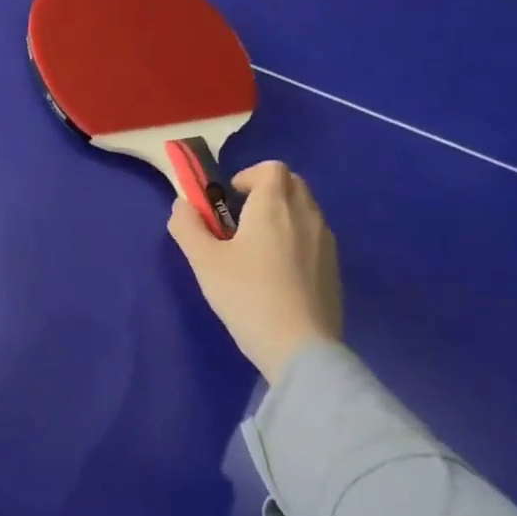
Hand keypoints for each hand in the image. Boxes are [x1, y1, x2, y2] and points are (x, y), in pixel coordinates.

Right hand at [167, 160, 343, 382]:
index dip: (248, 176)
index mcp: (273, 207)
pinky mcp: (334, 269)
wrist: (299, 347)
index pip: (271, 168)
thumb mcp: (203, 261)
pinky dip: (296, 239)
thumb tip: (182, 205)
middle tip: (239, 220)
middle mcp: (306, 216)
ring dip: (282, 215)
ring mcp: (326, 243)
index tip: (229, 199)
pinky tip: (277, 273)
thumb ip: (188, 227)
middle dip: (266, 191)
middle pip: (292, 184)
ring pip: (305, 210)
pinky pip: (314, 237)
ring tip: (256, 248)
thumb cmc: (246, 295)